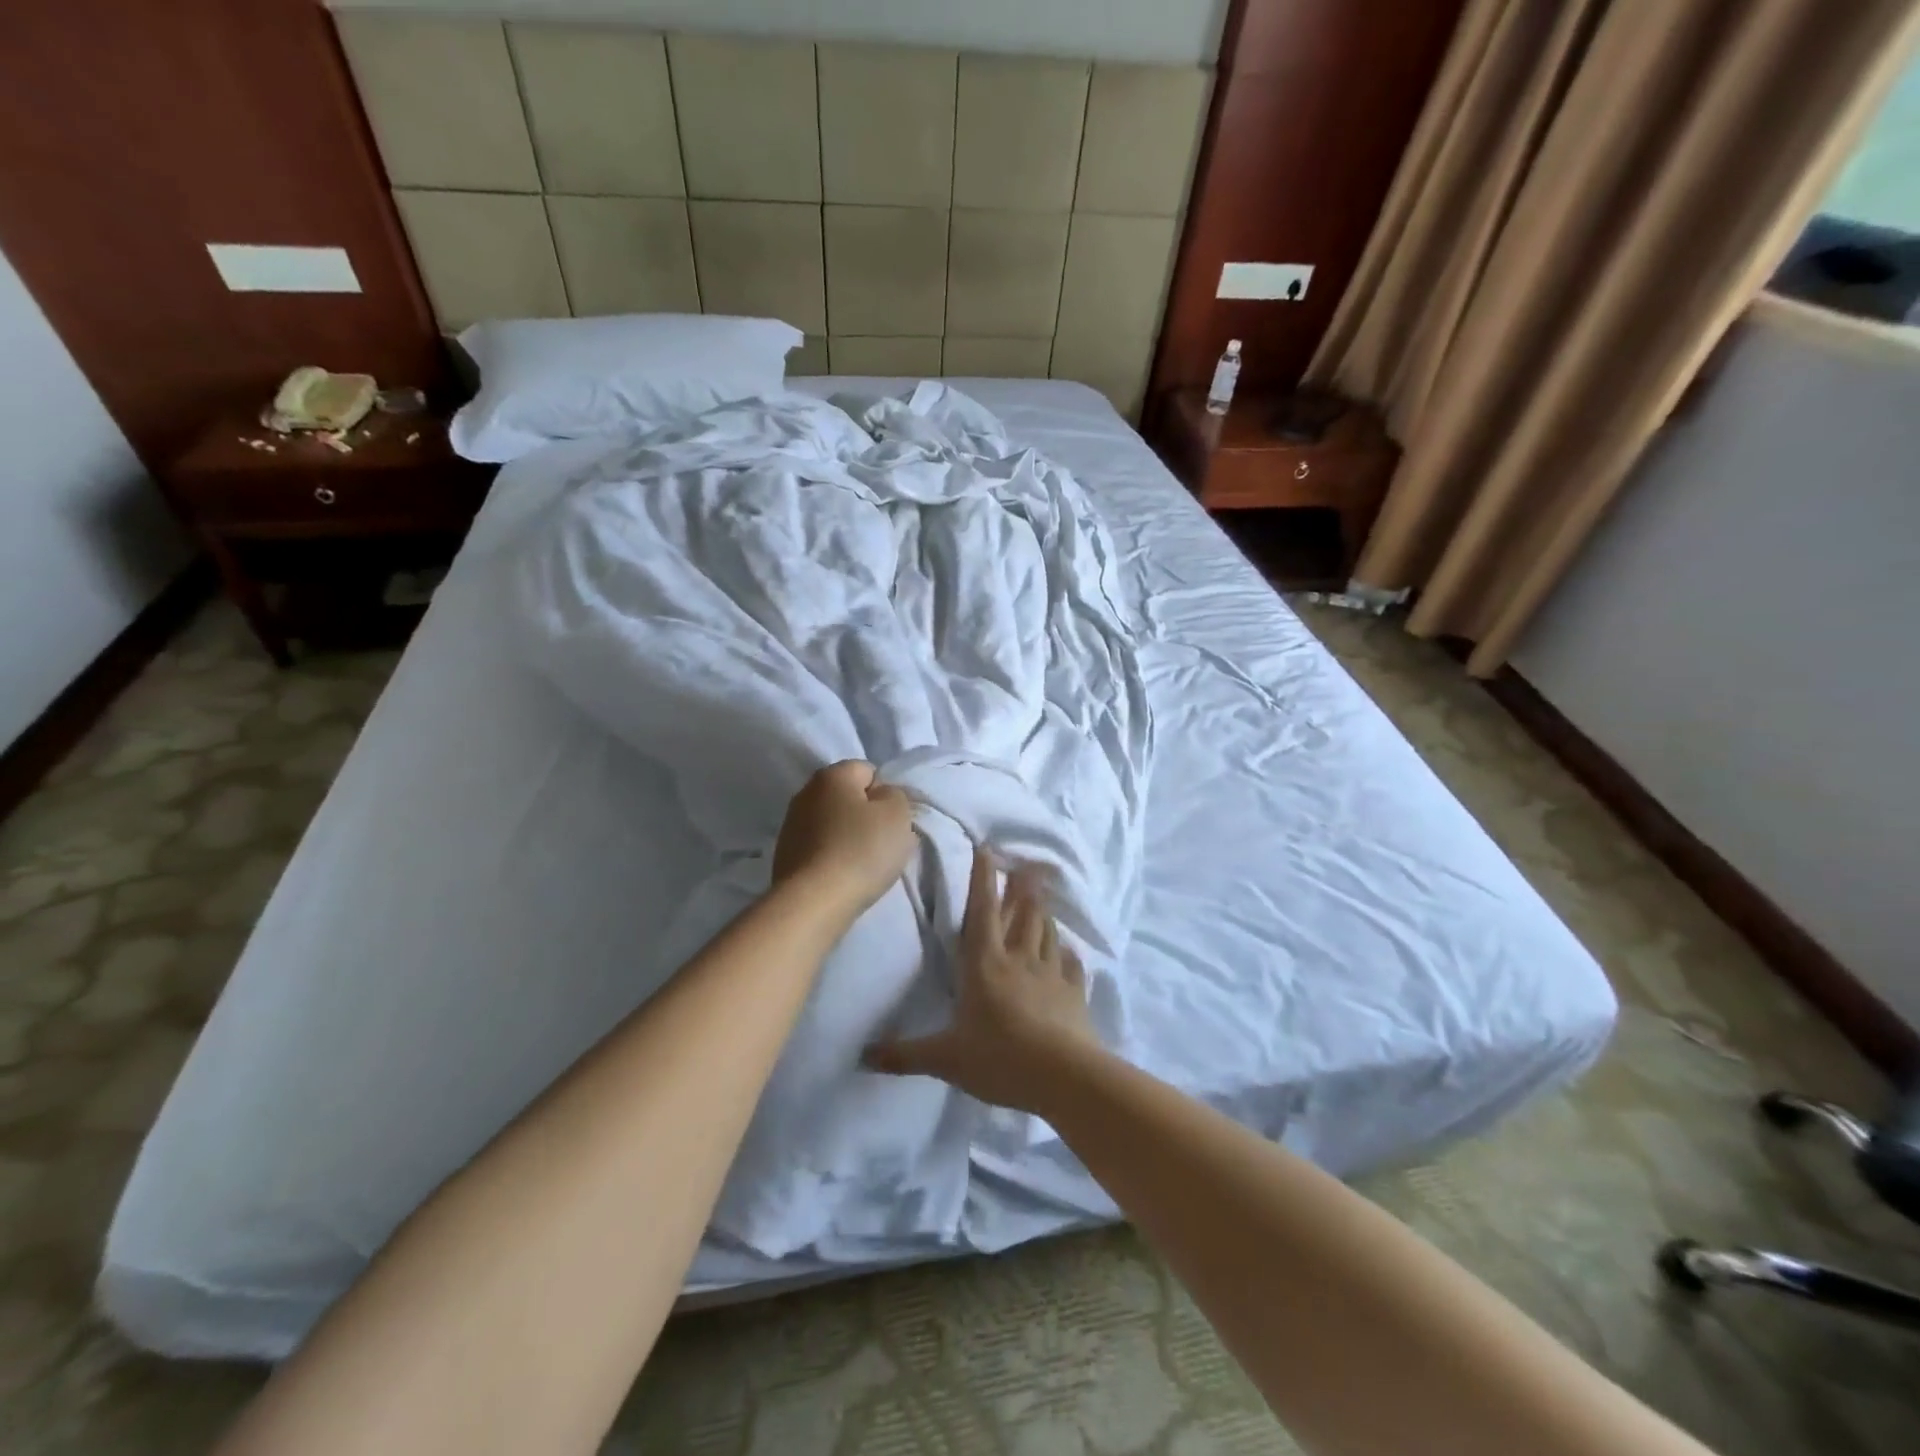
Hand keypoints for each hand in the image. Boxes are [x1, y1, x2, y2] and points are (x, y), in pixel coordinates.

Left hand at [772, 761, 916, 917]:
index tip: (893, 821)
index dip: (886, 794)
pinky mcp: (784, 855)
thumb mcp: (897, 815)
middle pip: (848, 797)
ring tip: (863, 864)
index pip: (868, 770)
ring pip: (833, 823)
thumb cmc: (861, 850)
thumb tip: (881, 797)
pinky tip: (842, 876)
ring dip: (848, 837)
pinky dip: (832, 857)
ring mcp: (791, 825)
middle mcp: (805, 792)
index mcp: (832, 775)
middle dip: (867, 816)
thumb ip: (895, 796)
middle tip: (884, 842)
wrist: (813, 902)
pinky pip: (819, 847)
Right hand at [864, 846, 1101, 1113]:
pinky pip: (1070, 964)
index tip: (986, 849)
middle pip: (1021, 914)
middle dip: (1021, 888)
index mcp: (984, 965)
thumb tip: (861, 1055)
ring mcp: (1050, 974)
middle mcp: (1019, 959)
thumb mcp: (945, 1059)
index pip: (981, 912)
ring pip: (1046, 932)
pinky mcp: (1074, 993)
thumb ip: (905, 1054)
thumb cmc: (1000, 1059)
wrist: (1064, 1077)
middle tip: (1026, 865)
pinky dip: (1067, 952)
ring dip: (1043, 911)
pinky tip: (1067, 949)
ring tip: (1042, 895)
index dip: (982, 880)